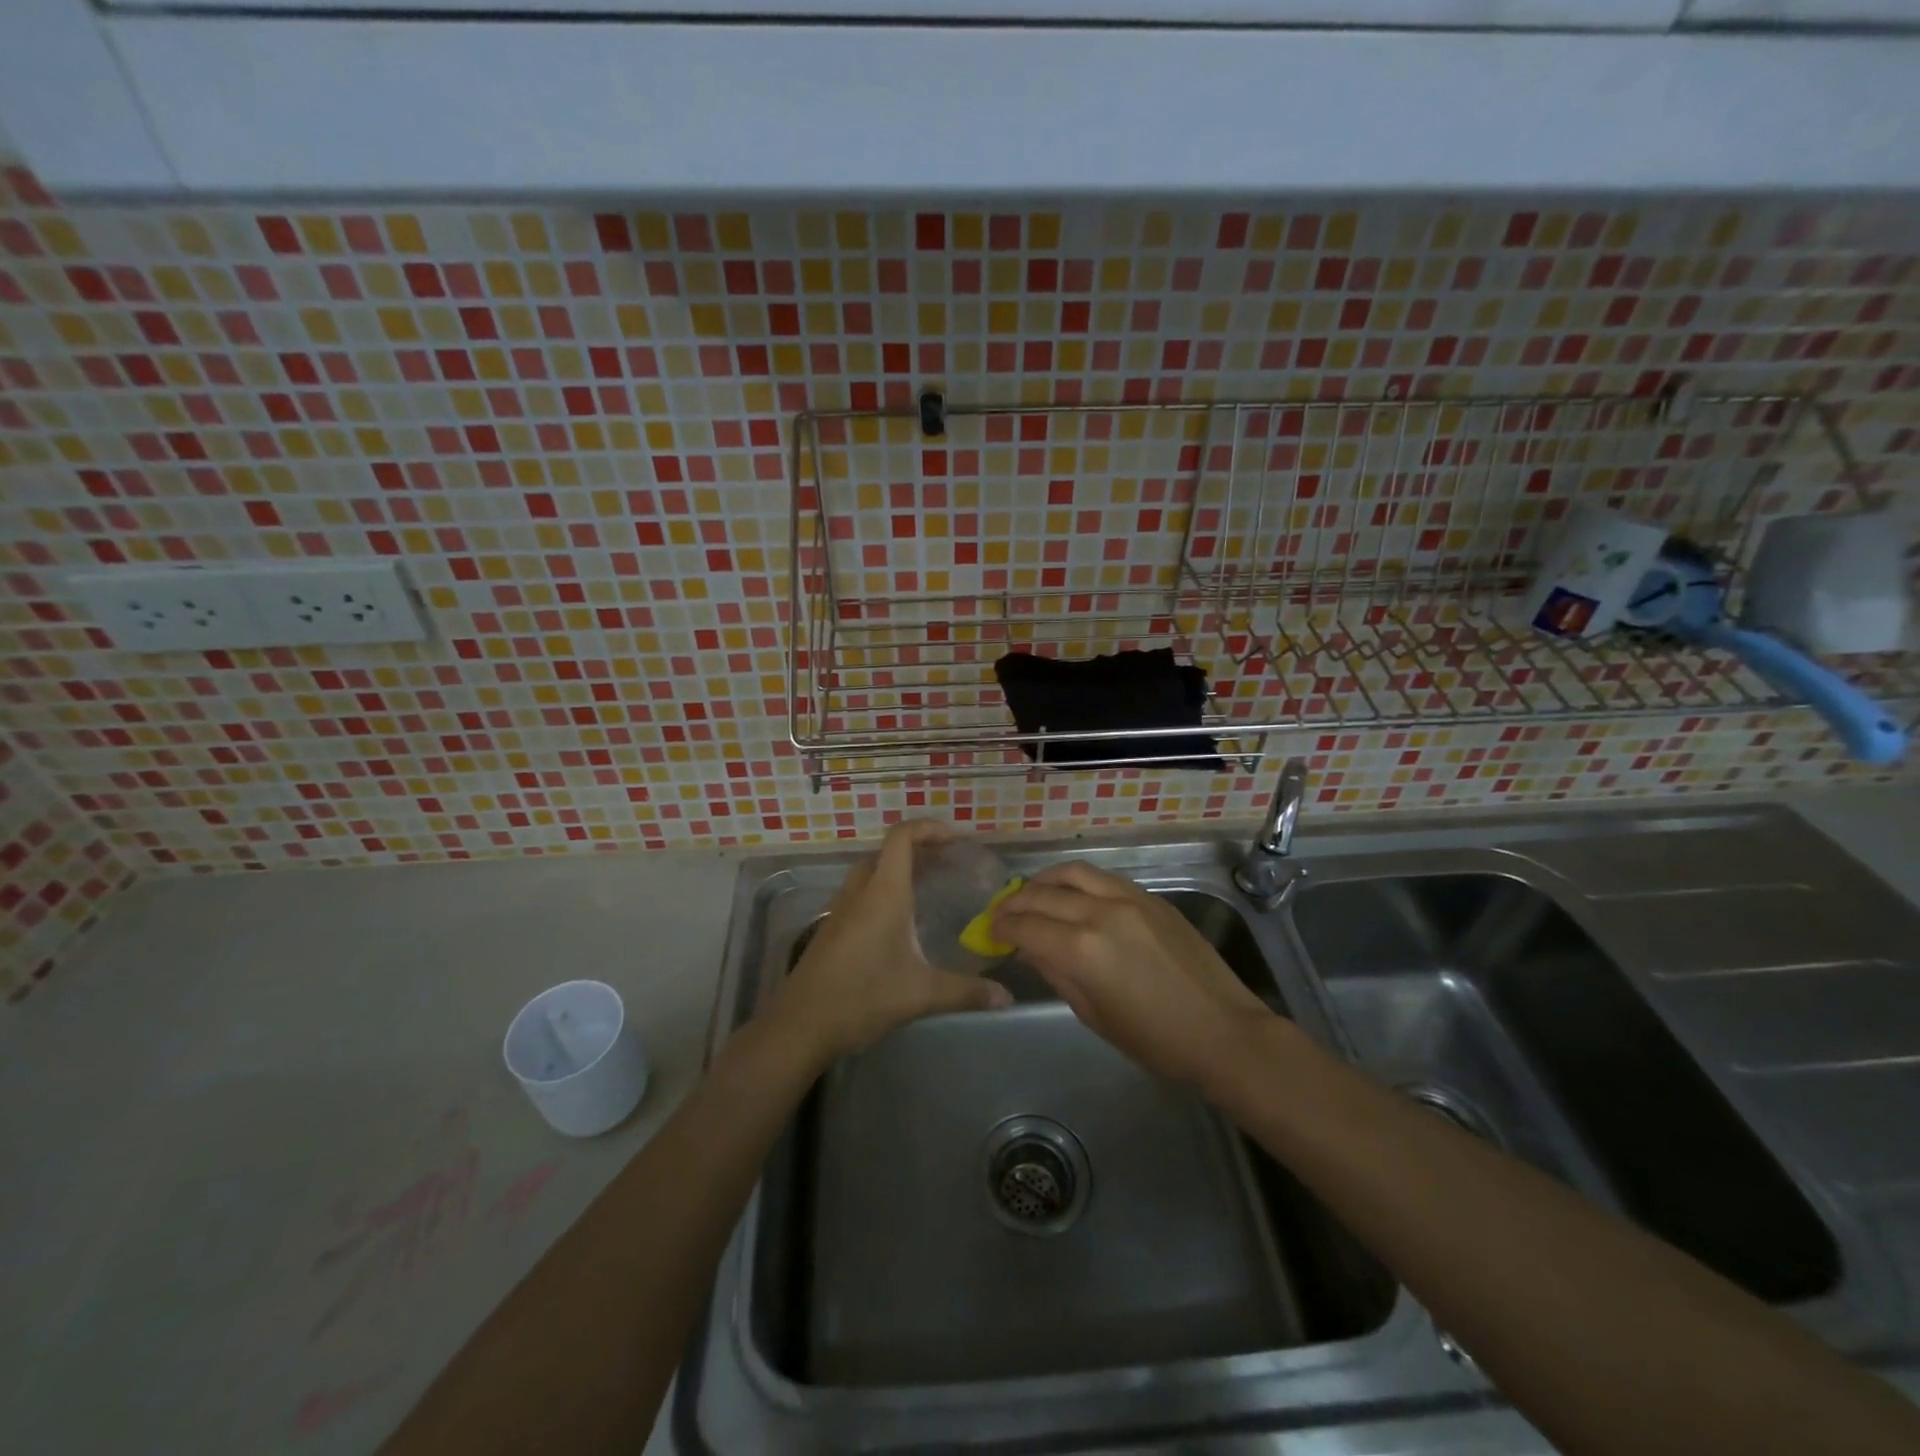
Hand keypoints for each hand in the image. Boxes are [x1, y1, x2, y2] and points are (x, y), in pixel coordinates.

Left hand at [766, 820, 1011, 1064]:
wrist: (800, 1024)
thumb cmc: (861, 997)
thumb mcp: (920, 995)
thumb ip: (966, 992)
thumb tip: (1007, 998)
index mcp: (883, 893)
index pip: (902, 837)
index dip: (929, 828)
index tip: (956, 840)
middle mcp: (860, 892)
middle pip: (887, 851)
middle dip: (918, 849)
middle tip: (948, 864)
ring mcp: (841, 909)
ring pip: (870, 871)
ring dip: (898, 869)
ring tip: (928, 887)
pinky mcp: (831, 928)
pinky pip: (860, 892)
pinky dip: (883, 889)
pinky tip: (899, 922)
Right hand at [993, 861, 1276, 1085]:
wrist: (1222, 1030)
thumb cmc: (1154, 1039)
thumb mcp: (1093, 1014)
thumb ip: (1056, 973)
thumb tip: (1029, 948)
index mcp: (1082, 949)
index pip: (1026, 926)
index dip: (1002, 927)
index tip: (990, 931)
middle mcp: (1100, 912)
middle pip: (1043, 894)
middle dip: (1016, 903)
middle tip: (1002, 913)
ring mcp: (1128, 898)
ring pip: (1073, 872)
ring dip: (1045, 880)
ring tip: (1033, 893)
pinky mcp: (1150, 897)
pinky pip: (1103, 877)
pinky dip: (1078, 880)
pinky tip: (1072, 894)